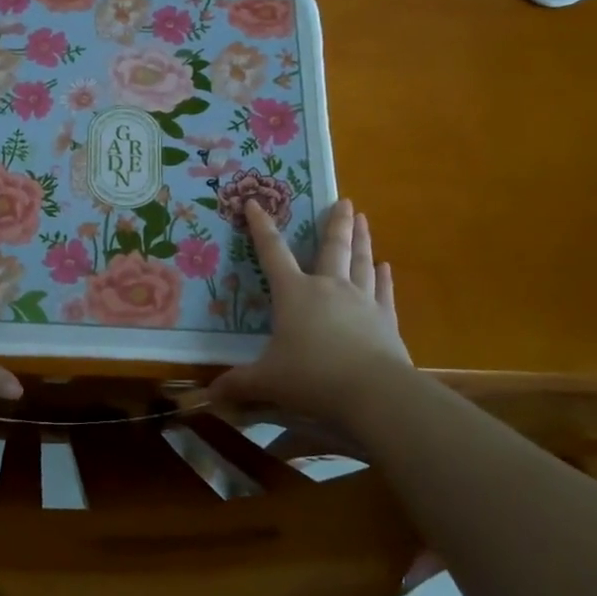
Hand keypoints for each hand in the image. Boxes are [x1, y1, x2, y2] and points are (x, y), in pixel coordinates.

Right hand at [211, 199, 410, 429]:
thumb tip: (211, 394)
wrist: (373, 392)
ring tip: (363, 219)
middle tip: (343, 201)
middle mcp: (328, 287)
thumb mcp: (268, 381)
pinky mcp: (386, 320)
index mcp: (294, 293)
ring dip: (362, 239)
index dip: (262, 227)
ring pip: (361, 262)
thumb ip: (240, 384)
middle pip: (332, 247)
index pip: (273, 252)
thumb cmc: (312, 378)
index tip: (256, 203)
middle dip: (335, 222)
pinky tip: (386, 266)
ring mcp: (361, 301)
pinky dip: (384, 277)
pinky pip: (384, 291)